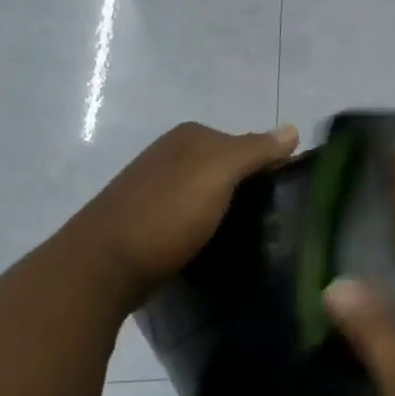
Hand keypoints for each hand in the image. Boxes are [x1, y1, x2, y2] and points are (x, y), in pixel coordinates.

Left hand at [73, 121, 298, 301]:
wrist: (102, 266)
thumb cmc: (166, 214)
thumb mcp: (218, 173)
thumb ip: (255, 150)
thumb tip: (293, 128)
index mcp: (190, 137)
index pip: (247, 144)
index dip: (271, 167)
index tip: (290, 197)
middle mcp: (171, 155)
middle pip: (228, 168)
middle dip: (251, 190)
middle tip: (276, 221)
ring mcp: (157, 188)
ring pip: (211, 194)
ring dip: (230, 212)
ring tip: (253, 238)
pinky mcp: (149, 221)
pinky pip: (192, 217)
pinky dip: (208, 228)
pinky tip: (217, 246)